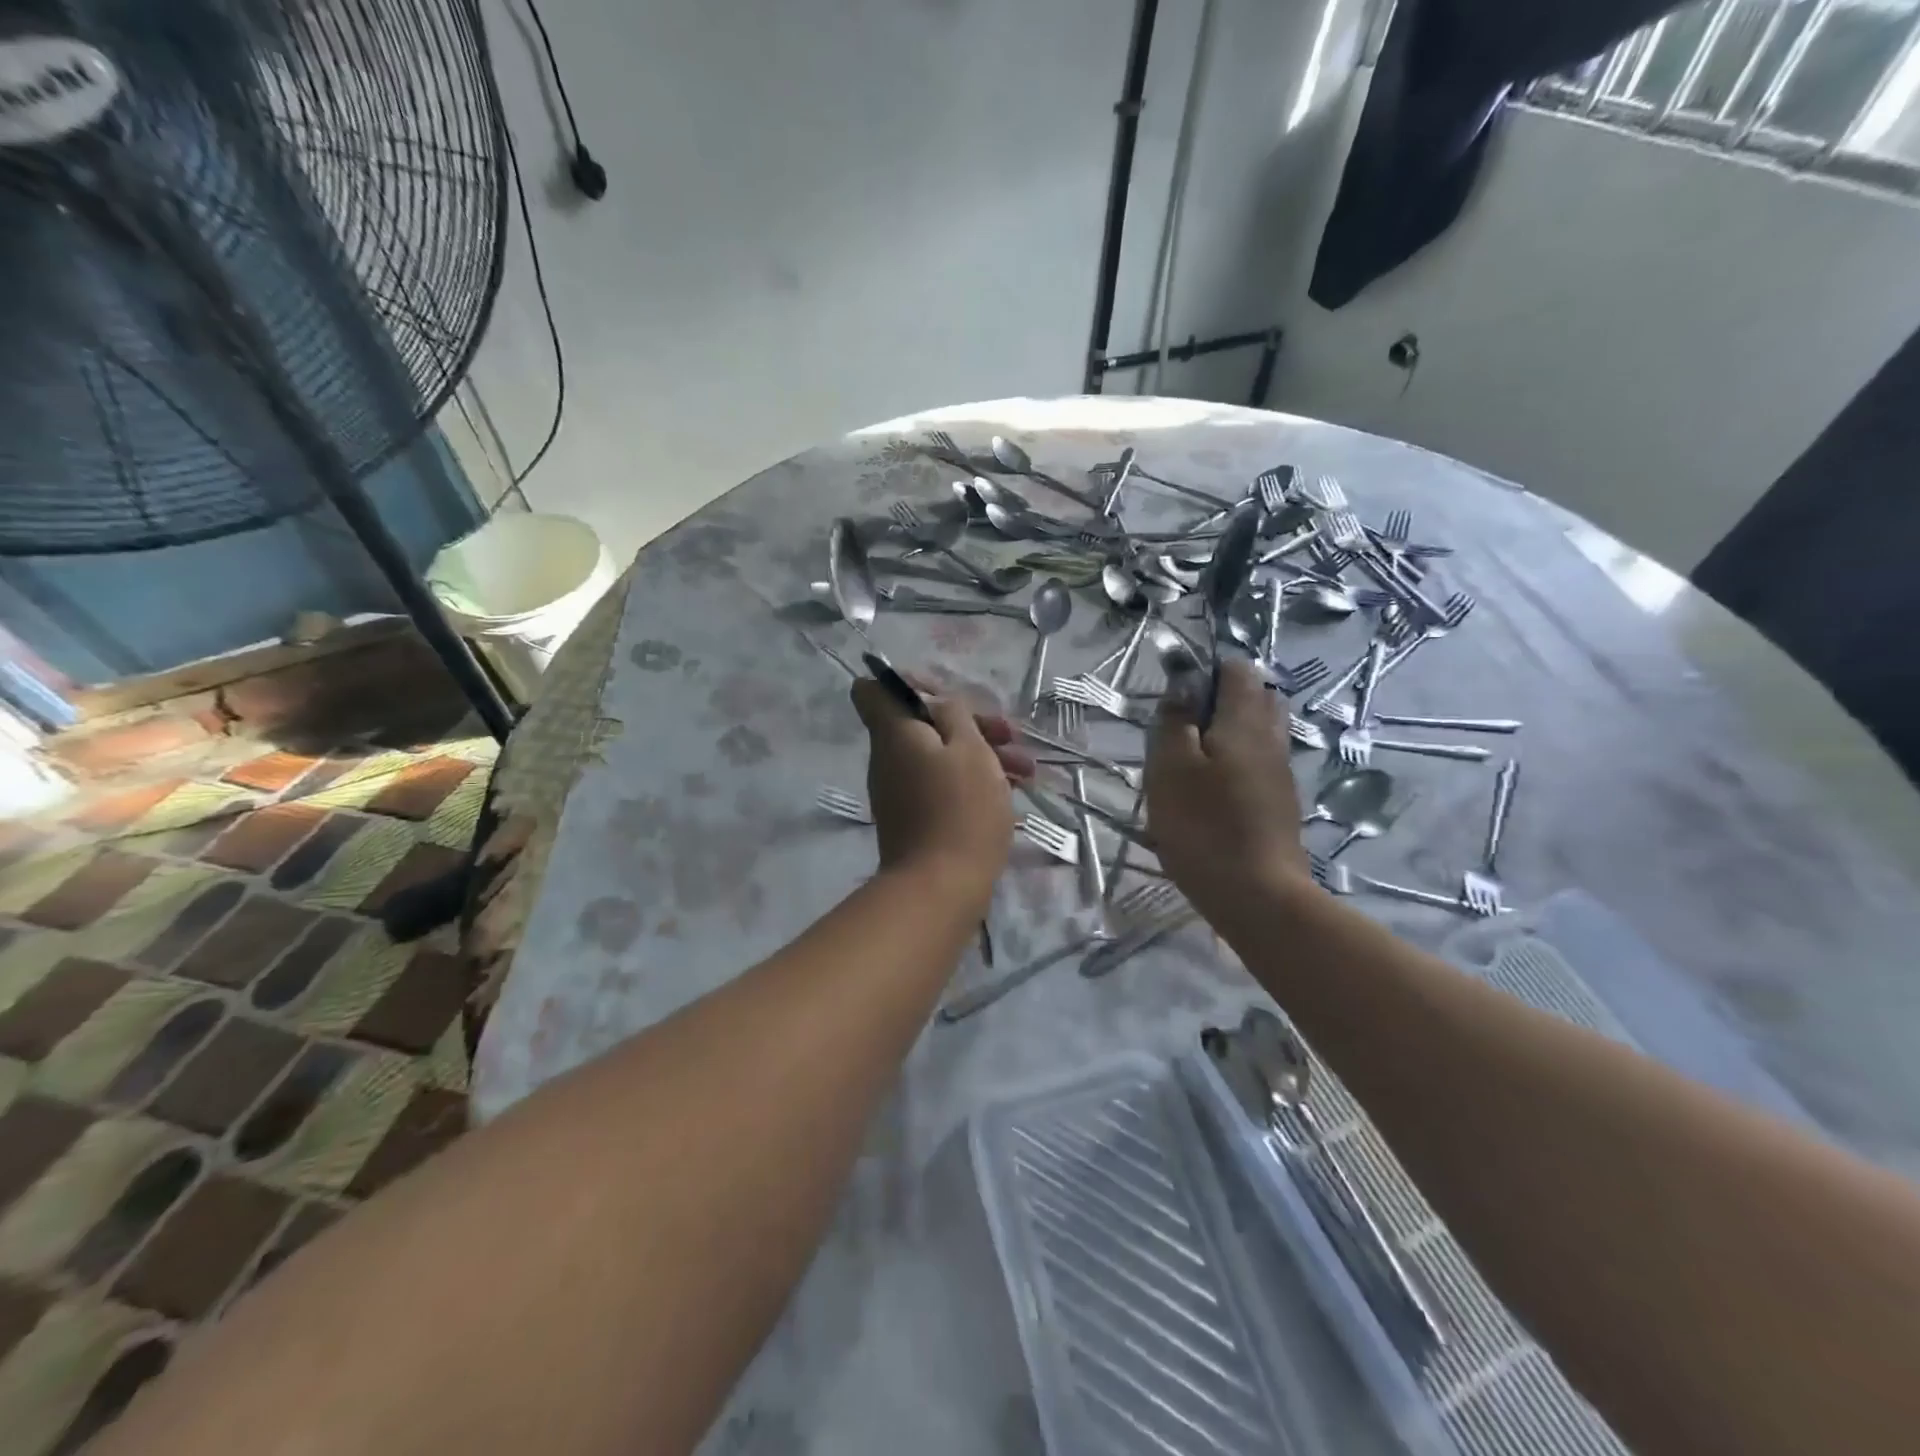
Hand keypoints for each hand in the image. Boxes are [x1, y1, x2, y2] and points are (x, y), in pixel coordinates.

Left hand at [850, 677, 1028, 909]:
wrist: (941, 888)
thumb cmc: (960, 809)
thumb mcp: (970, 749)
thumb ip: (955, 714)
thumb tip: (938, 704)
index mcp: (894, 733)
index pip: (873, 690)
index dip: (908, 683)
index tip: (947, 696)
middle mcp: (888, 758)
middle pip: (921, 724)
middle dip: (968, 724)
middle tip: (1009, 735)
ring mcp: (899, 791)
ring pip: (938, 756)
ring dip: (980, 755)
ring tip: (1025, 771)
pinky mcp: (914, 819)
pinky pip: (940, 785)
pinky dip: (970, 782)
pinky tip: (1010, 795)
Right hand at [1146, 659, 1311, 921]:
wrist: (1256, 895)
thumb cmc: (1203, 825)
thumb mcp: (1170, 767)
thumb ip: (1175, 720)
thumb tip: (1183, 688)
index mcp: (1245, 721)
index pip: (1236, 669)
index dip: (1205, 670)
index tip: (1176, 697)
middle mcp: (1272, 738)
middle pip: (1254, 698)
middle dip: (1219, 701)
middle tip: (1183, 728)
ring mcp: (1281, 772)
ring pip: (1257, 733)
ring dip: (1226, 734)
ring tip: (1191, 762)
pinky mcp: (1280, 802)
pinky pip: (1258, 763)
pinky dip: (1235, 763)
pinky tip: (1210, 792)